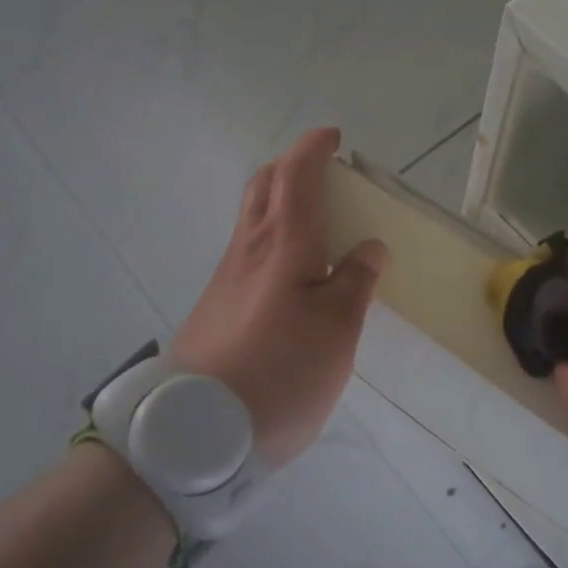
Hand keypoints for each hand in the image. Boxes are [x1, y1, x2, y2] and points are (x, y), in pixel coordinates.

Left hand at [172, 128, 389, 468]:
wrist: (197, 430)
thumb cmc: (280, 371)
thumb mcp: (337, 329)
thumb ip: (356, 281)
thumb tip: (369, 246)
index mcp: (283, 244)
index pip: (295, 176)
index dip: (313, 149)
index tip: (334, 137)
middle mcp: (249, 249)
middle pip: (262, 186)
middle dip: (291, 166)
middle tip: (324, 173)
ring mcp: (226, 277)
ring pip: (252, 217)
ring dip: (280, 201)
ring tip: (318, 221)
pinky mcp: (217, 306)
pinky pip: (249, 251)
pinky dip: (274, 237)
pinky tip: (294, 273)